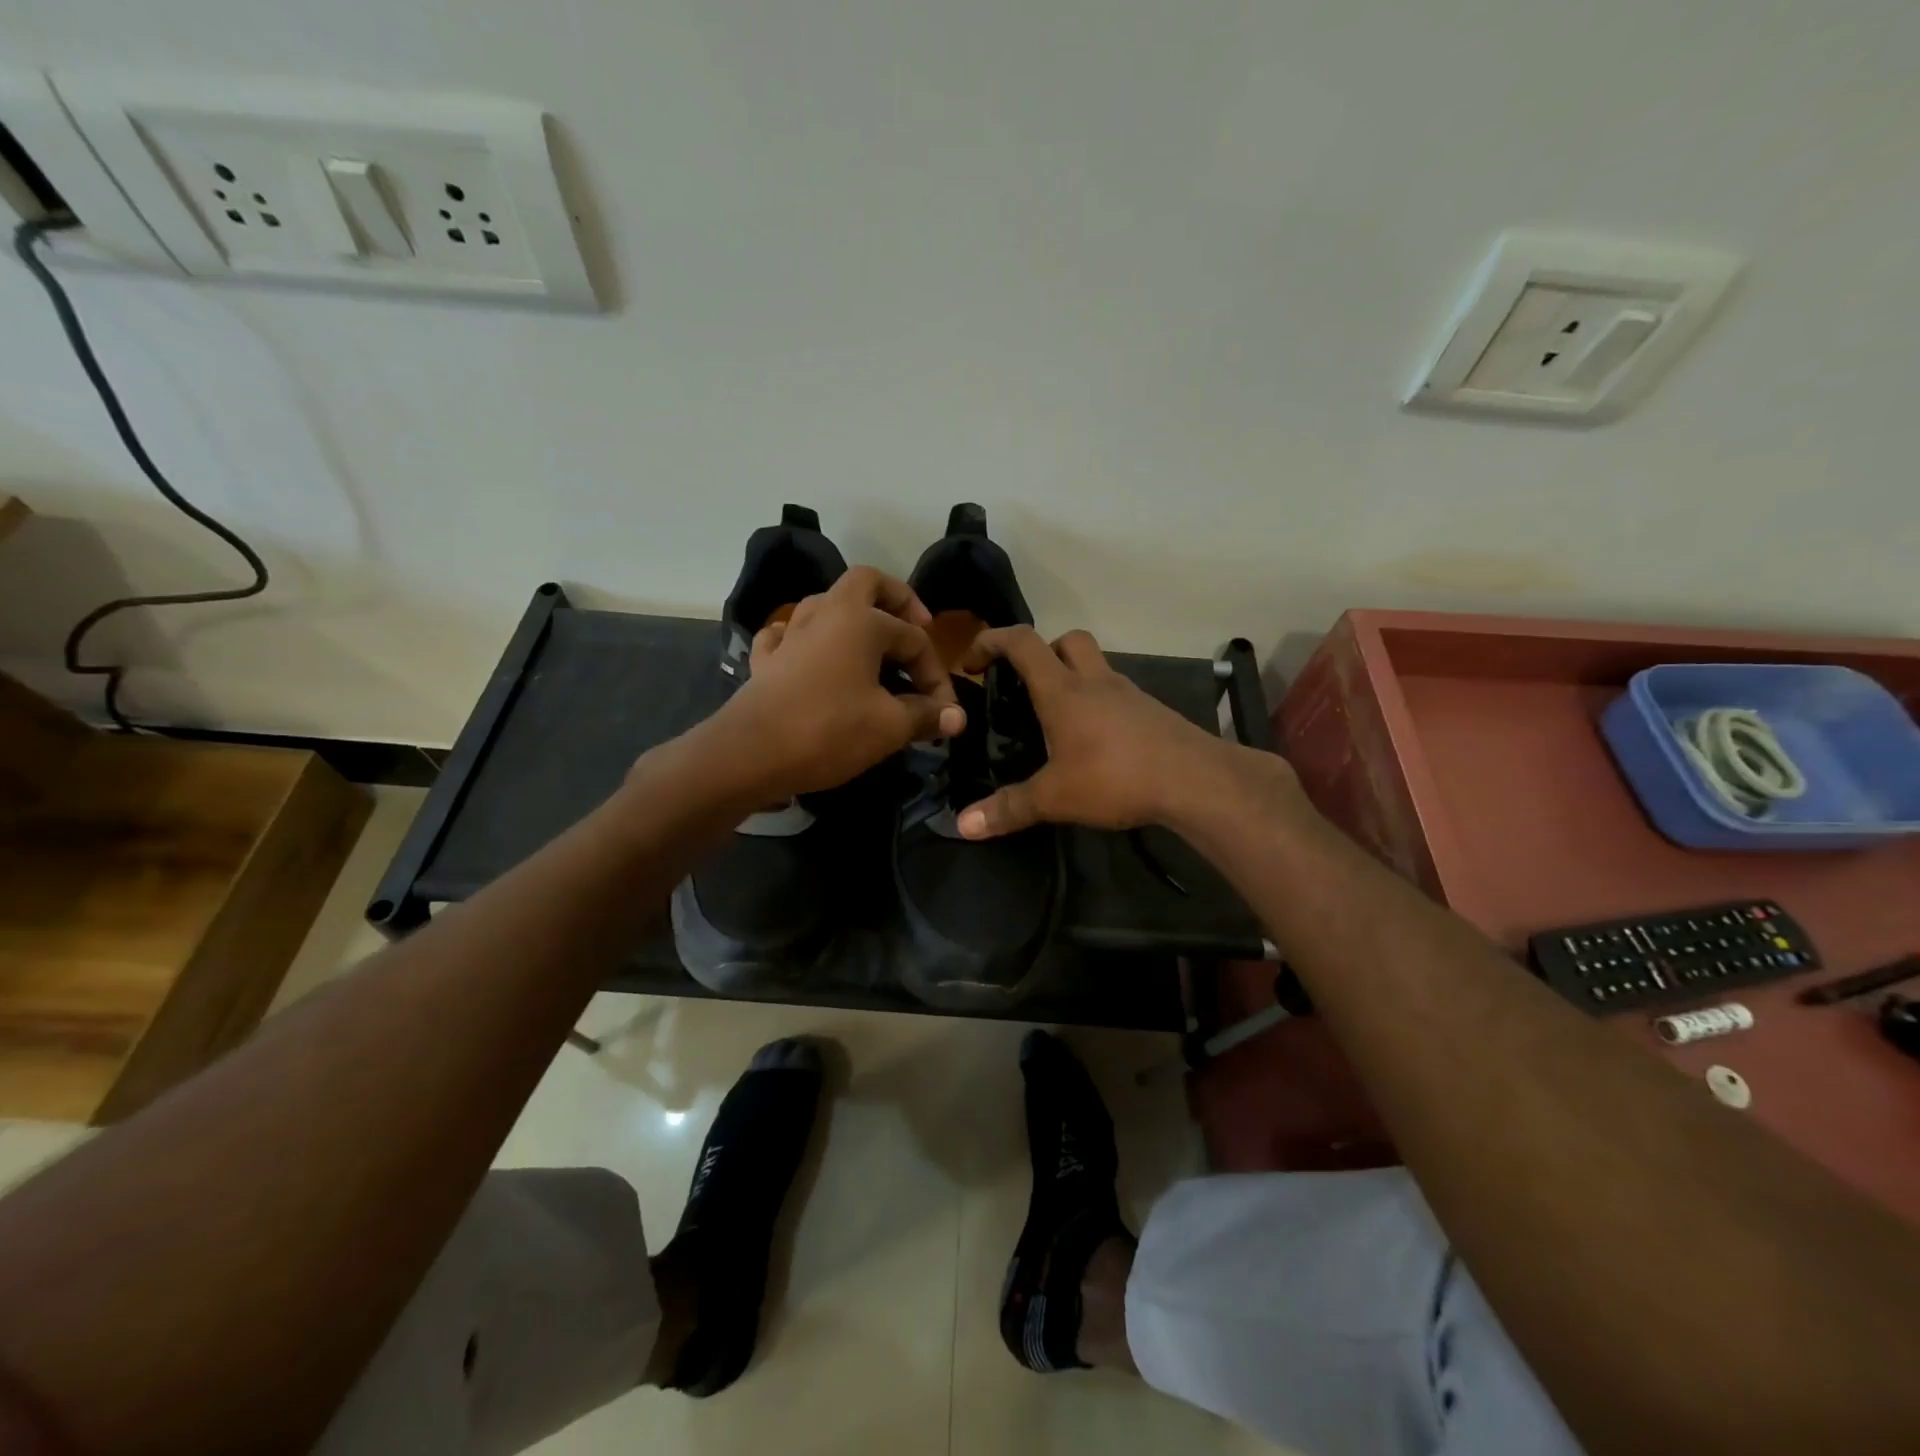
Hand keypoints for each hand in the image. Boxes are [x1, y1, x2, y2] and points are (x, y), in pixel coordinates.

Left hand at [717, 566, 966, 797]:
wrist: (750, 754)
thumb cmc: (829, 730)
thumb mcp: (889, 726)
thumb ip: (926, 715)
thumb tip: (957, 717)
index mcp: (861, 620)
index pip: (914, 641)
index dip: (936, 676)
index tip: (945, 713)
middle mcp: (826, 613)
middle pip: (866, 584)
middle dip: (896, 599)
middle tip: (916, 626)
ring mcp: (791, 634)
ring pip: (825, 604)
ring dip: (852, 617)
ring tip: (870, 646)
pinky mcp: (766, 660)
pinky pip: (788, 635)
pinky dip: (805, 639)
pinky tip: (811, 656)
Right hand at [953, 626, 1290, 838]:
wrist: (1196, 781)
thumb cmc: (1116, 777)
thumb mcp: (1055, 798)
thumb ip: (1009, 808)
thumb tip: (963, 825)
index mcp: (1064, 690)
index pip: (1022, 642)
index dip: (992, 641)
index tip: (972, 662)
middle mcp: (1096, 681)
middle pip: (1067, 640)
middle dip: (1040, 651)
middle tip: (1025, 684)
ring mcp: (1128, 694)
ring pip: (1095, 666)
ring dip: (1073, 678)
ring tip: (1057, 720)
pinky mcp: (1151, 712)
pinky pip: (1116, 695)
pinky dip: (1098, 704)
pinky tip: (1095, 742)